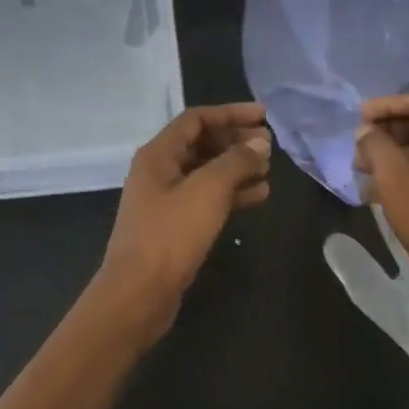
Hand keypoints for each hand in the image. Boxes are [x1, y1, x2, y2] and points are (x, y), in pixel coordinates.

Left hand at [93, 102, 271, 341]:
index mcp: (158, 154)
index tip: (264, 116)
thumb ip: (236, 161)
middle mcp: (159, 171)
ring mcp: (166, 199)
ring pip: (207, 172)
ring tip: (269, 169)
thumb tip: (260, 141)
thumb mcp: (208, 191)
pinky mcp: (175, 225)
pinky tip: (259, 196)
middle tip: (269, 145)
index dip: (231, 113)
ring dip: (238, 167)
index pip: (197, 119)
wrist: (139, 294)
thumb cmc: (171, 235)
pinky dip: (232, 193)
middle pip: (202, 143)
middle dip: (236, 141)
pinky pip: (207, 198)